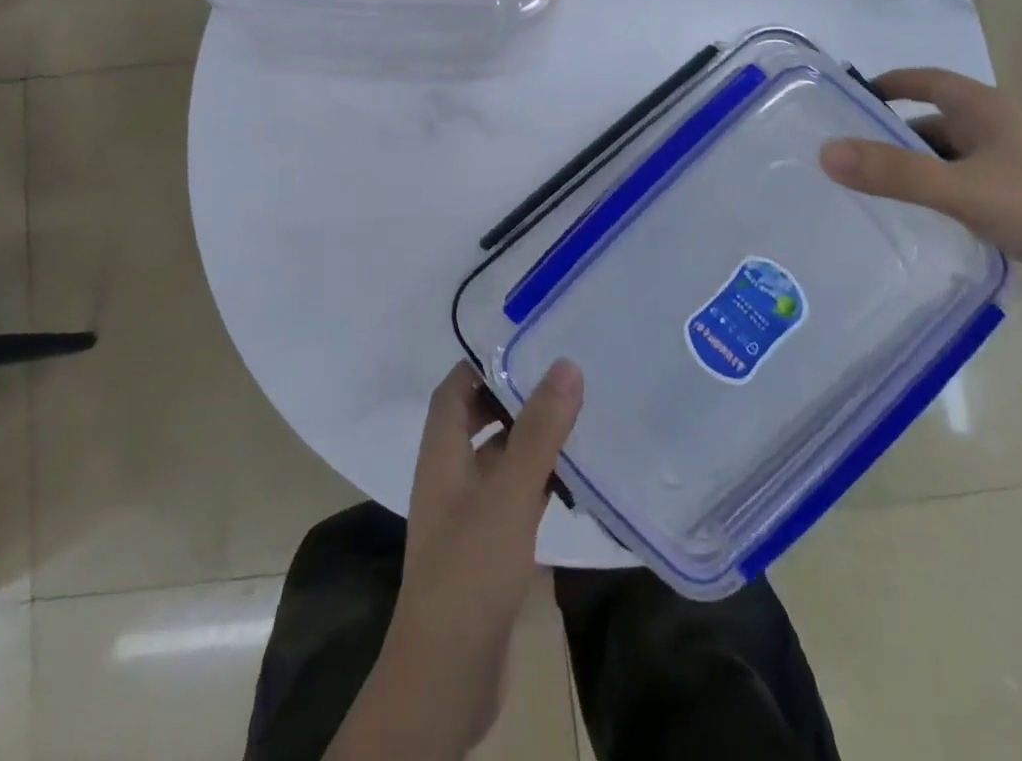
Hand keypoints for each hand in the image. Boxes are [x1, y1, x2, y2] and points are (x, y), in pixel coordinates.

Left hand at [378, 361, 583, 754]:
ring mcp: (468, 514)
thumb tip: (565, 364)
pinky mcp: (487, 548)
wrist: (447, 675)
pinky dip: (539, 484)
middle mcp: (450, 475)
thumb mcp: (509, 491)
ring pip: (501, 460)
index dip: (483, 364)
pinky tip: (574, 484)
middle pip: (479, 420)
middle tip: (564, 382)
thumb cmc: (470, 568)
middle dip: (517, 400)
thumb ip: (539, 429)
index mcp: (442, 452)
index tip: (528, 347)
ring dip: (532, 442)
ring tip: (579, 423)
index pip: (455, 389)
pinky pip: (514, 498)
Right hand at [820, 68, 1021, 328]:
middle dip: (894, 136)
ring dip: (919, 170)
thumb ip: (896, 173)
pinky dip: (944, 196)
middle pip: (937, 123)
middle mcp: (1003, 132)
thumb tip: (825, 153)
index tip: (849, 99)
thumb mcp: (966, 191)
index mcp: (989, 112)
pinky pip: (972, 189)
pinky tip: (927, 223)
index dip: (890, 83)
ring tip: (875, 193)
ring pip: (954, 160)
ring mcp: (1021, 168)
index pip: (929, 81)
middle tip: (849, 157)